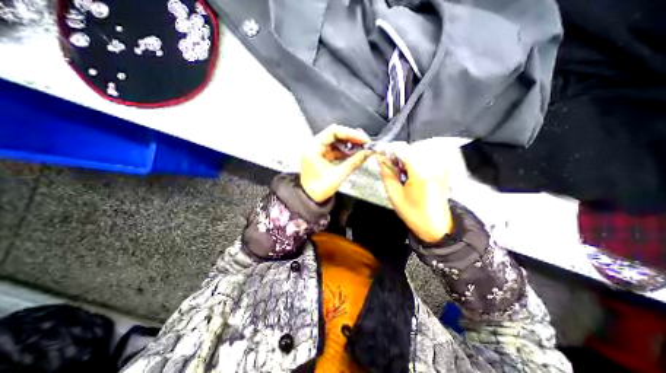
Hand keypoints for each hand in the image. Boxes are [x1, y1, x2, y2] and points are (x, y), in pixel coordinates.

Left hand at [301, 124, 371, 201]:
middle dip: (351, 138)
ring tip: (361, 148)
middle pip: (335, 134)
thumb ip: (354, 162)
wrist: (310, 199)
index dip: (349, 133)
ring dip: (349, 144)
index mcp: (313, 148)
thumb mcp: (338, 175)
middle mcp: (313, 146)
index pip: (333, 131)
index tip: (362, 139)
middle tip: (364, 143)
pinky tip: (354, 153)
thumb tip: (366, 153)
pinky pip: (335, 149)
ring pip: (335, 141)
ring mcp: (317, 151)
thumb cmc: (318, 190)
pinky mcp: (322, 156)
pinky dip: (344, 150)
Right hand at [373, 148, 452, 242]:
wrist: (437, 227)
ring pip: (417, 154)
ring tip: (401, 175)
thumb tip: (380, 161)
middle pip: (410, 150)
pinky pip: (424, 160)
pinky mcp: (441, 171)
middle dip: (397, 157)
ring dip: (405, 161)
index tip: (381, 157)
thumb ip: (387, 175)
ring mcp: (439, 167)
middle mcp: (433, 165)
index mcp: (421, 172)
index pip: (403, 149)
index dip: (390, 151)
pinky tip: (410, 176)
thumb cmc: (414, 214)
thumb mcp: (395, 196)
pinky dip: (414, 164)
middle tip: (391, 170)